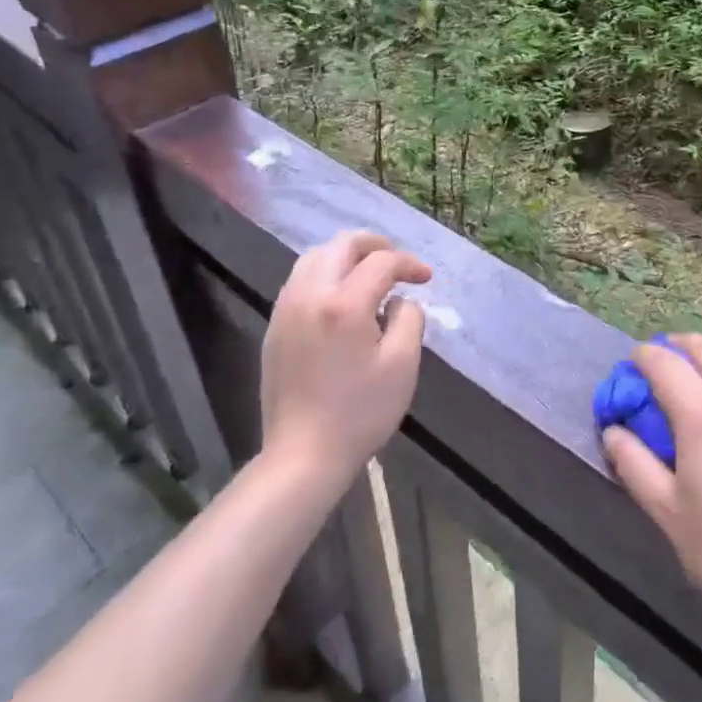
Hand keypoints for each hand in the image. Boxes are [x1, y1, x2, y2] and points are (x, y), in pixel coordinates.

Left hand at [261, 230, 431, 491]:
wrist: (302, 456)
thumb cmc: (360, 412)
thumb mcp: (402, 365)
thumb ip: (409, 319)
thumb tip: (400, 300)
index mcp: (344, 304)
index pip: (381, 262)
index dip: (409, 264)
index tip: (426, 278)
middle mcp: (310, 295)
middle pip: (341, 245)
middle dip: (374, 246)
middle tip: (397, 263)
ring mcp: (287, 310)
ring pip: (315, 257)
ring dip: (346, 257)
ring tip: (369, 275)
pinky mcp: (275, 327)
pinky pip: (300, 280)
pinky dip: (325, 274)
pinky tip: (341, 298)